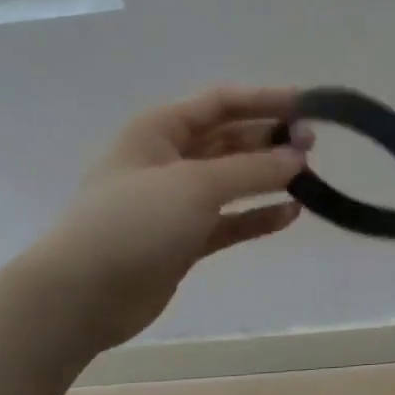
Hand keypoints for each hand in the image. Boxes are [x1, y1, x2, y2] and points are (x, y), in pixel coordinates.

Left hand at [23, 86, 308, 351]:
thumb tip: (298, 158)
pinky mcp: (185, 239)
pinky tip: (290, 215)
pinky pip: (231, 220)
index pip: (221, 102)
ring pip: (233, 180)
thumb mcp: (196, 184)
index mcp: (159, 130)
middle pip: (229, 139)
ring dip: (268, 176)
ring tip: (309, 178)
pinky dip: (258, 216)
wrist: (81, 295)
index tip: (308, 106)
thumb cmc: (134, 222)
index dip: (264, 100)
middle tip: (313, 146)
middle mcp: (168, 159)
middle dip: (270, 139)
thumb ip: (252, 168)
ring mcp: (176, 202)